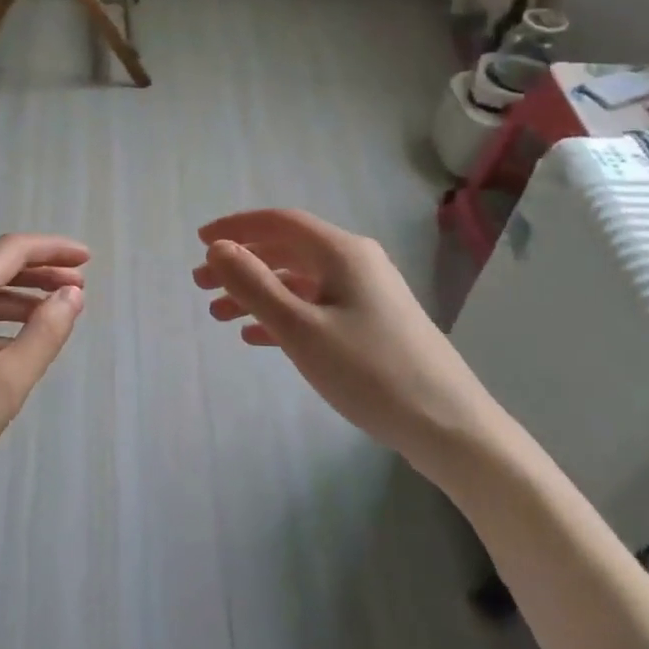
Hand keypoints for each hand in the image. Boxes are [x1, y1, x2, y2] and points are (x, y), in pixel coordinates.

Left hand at [0, 234, 87, 602]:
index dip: (53, 249)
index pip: (12, 251)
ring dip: (19, 299)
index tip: (88, 259)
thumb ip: (45, 333)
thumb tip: (72, 295)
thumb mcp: (7, 381)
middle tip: (79, 287)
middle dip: (40, 273)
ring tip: (53, 314)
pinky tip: (12, 345)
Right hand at [193, 209, 491, 453]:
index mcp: (342, 252)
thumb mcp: (301, 329)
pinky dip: (283, 315)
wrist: (449, 426)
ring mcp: (367, 294)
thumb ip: (254, 285)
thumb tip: (218, 248)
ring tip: (218, 315)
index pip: (279, 222)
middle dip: (242, 264)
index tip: (199, 242)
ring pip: (299, 282)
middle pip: (287, 251)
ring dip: (258, 293)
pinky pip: (316, 307)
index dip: (236, 227)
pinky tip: (257, 336)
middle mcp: (356, 263)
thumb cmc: (370, 372)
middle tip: (200, 285)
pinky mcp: (373, 325)